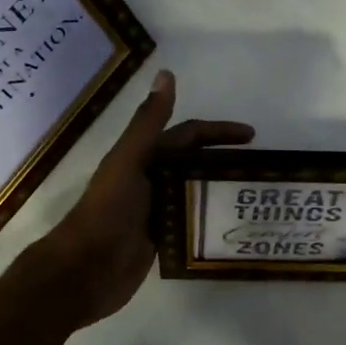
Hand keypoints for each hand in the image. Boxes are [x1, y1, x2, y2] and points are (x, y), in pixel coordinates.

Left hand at [39, 69, 253, 327]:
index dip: (218, 131)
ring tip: (252, 195)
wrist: (86, 271)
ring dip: (220, 189)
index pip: (188, 135)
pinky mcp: (161, 238)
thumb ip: (149, 121)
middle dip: (223, 159)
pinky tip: (233, 224)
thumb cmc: (107, 211)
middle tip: (260, 167)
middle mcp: (151, 178)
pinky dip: (210, 218)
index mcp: (144, 156)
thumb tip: (166, 73)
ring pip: (195, 191)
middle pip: (194, 161)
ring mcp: (156, 209)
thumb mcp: (130, 161)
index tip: (252, 136)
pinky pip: (192, 222)